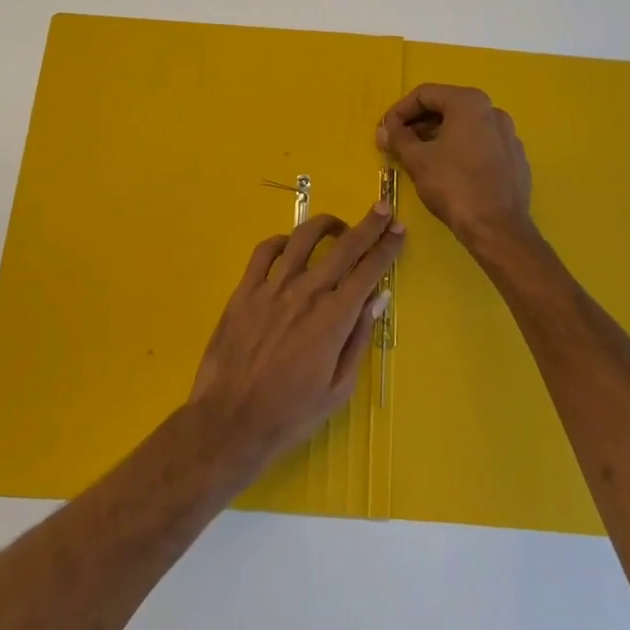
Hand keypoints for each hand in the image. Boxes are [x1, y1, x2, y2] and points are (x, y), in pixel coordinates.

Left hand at [188, 204, 405, 477]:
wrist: (231, 421)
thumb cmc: (291, 413)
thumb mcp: (339, 387)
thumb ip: (359, 338)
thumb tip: (378, 298)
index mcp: (333, 318)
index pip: (368, 271)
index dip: (386, 247)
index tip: (399, 229)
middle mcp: (306, 293)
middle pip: (343, 247)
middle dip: (368, 225)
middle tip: (381, 208)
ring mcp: (272, 288)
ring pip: (302, 239)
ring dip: (325, 225)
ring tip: (337, 225)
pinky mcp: (244, 291)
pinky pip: (264, 252)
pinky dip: (282, 241)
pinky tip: (290, 245)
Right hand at [378, 83, 533, 248]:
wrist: (497, 228)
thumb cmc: (453, 186)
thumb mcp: (417, 160)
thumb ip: (398, 138)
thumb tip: (385, 129)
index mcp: (469, 103)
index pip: (425, 94)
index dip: (399, 111)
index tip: (385, 130)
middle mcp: (493, 111)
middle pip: (447, 107)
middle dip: (418, 123)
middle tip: (398, 143)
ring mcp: (508, 134)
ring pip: (465, 127)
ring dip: (438, 136)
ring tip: (419, 156)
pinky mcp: (515, 158)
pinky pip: (482, 144)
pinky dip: (461, 149)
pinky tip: (448, 171)